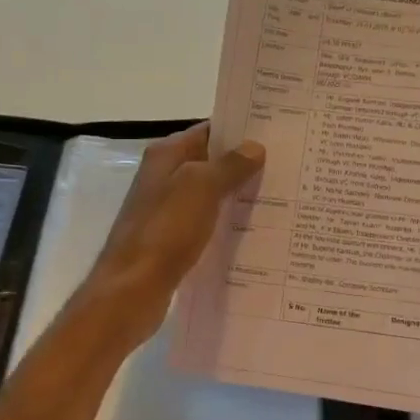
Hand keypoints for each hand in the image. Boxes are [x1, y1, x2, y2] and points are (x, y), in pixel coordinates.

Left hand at [82, 123, 264, 344]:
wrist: (132, 289)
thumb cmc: (166, 230)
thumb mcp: (201, 187)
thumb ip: (229, 165)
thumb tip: (254, 146)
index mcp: (166, 156)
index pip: (208, 130)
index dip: (240, 130)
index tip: (276, 134)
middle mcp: (164, 177)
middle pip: (210, 162)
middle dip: (245, 164)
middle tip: (287, 167)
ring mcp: (167, 210)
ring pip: (210, 194)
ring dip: (238, 195)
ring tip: (281, 197)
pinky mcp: (172, 240)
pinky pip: (206, 223)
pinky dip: (226, 223)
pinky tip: (256, 231)